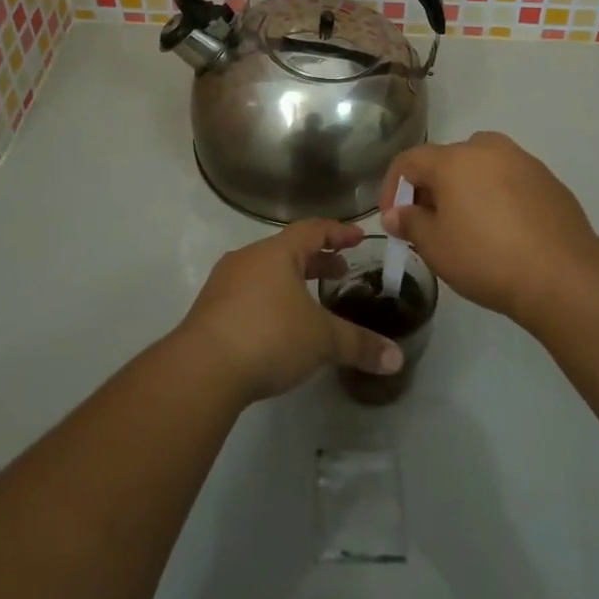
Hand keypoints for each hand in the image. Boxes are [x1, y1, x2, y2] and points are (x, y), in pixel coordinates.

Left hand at [174, 220, 403, 403]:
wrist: (202, 369)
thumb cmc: (269, 336)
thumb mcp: (322, 340)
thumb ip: (359, 345)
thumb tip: (397, 358)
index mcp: (276, 253)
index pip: (313, 230)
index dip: (338, 232)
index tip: (358, 238)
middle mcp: (248, 259)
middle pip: (288, 250)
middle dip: (316, 260)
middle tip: (340, 272)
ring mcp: (224, 283)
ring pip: (266, 272)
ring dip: (291, 281)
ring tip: (311, 302)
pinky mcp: (209, 310)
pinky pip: (248, 294)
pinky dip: (270, 300)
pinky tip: (279, 327)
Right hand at [380, 132, 598, 326]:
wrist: (564, 276)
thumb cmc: (487, 258)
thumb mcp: (436, 247)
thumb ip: (410, 224)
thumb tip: (396, 214)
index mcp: (454, 159)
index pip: (409, 161)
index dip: (393, 188)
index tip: (392, 219)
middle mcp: (487, 149)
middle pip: (446, 159)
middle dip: (431, 188)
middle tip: (429, 222)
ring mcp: (523, 161)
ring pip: (481, 166)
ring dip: (465, 188)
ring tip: (467, 224)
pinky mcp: (548, 180)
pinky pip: (509, 180)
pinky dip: (497, 195)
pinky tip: (503, 230)